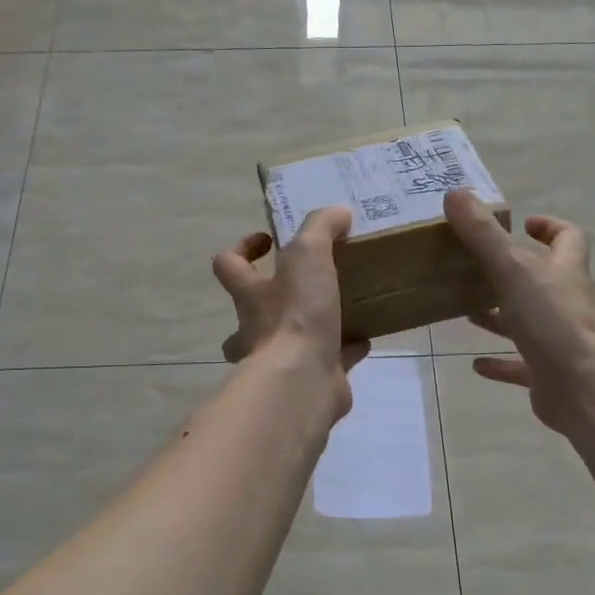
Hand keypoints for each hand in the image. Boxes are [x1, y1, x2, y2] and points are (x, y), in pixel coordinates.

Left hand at [213, 207, 369, 408]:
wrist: (304, 382)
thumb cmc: (297, 315)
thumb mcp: (308, 255)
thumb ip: (321, 228)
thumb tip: (338, 212)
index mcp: (251, 295)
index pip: (228, 264)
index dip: (241, 248)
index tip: (268, 239)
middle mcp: (258, 328)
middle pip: (252, 310)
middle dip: (273, 298)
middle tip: (307, 283)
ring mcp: (282, 359)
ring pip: (289, 339)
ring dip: (311, 325)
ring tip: (342, 307)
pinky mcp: (312, 379)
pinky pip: (329, 359)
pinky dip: (345, 348)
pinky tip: (366, 337)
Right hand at [444, 190, 594, 433]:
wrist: (582, 387)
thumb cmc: (552, 321)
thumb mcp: (513, 270)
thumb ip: (483, 234)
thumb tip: (456, 192)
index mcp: (566, 272)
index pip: (569, 238)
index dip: (550, 227)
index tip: (525, 223)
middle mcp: (567, 302)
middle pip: (544, 279)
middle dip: (513, 271)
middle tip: (478, 266)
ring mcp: (559, 340)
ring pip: (529, 321)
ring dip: (501, 316)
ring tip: (468, 310)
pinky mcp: (548, 373)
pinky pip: (520, 365)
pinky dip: (500, 363)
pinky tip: (476, 363)